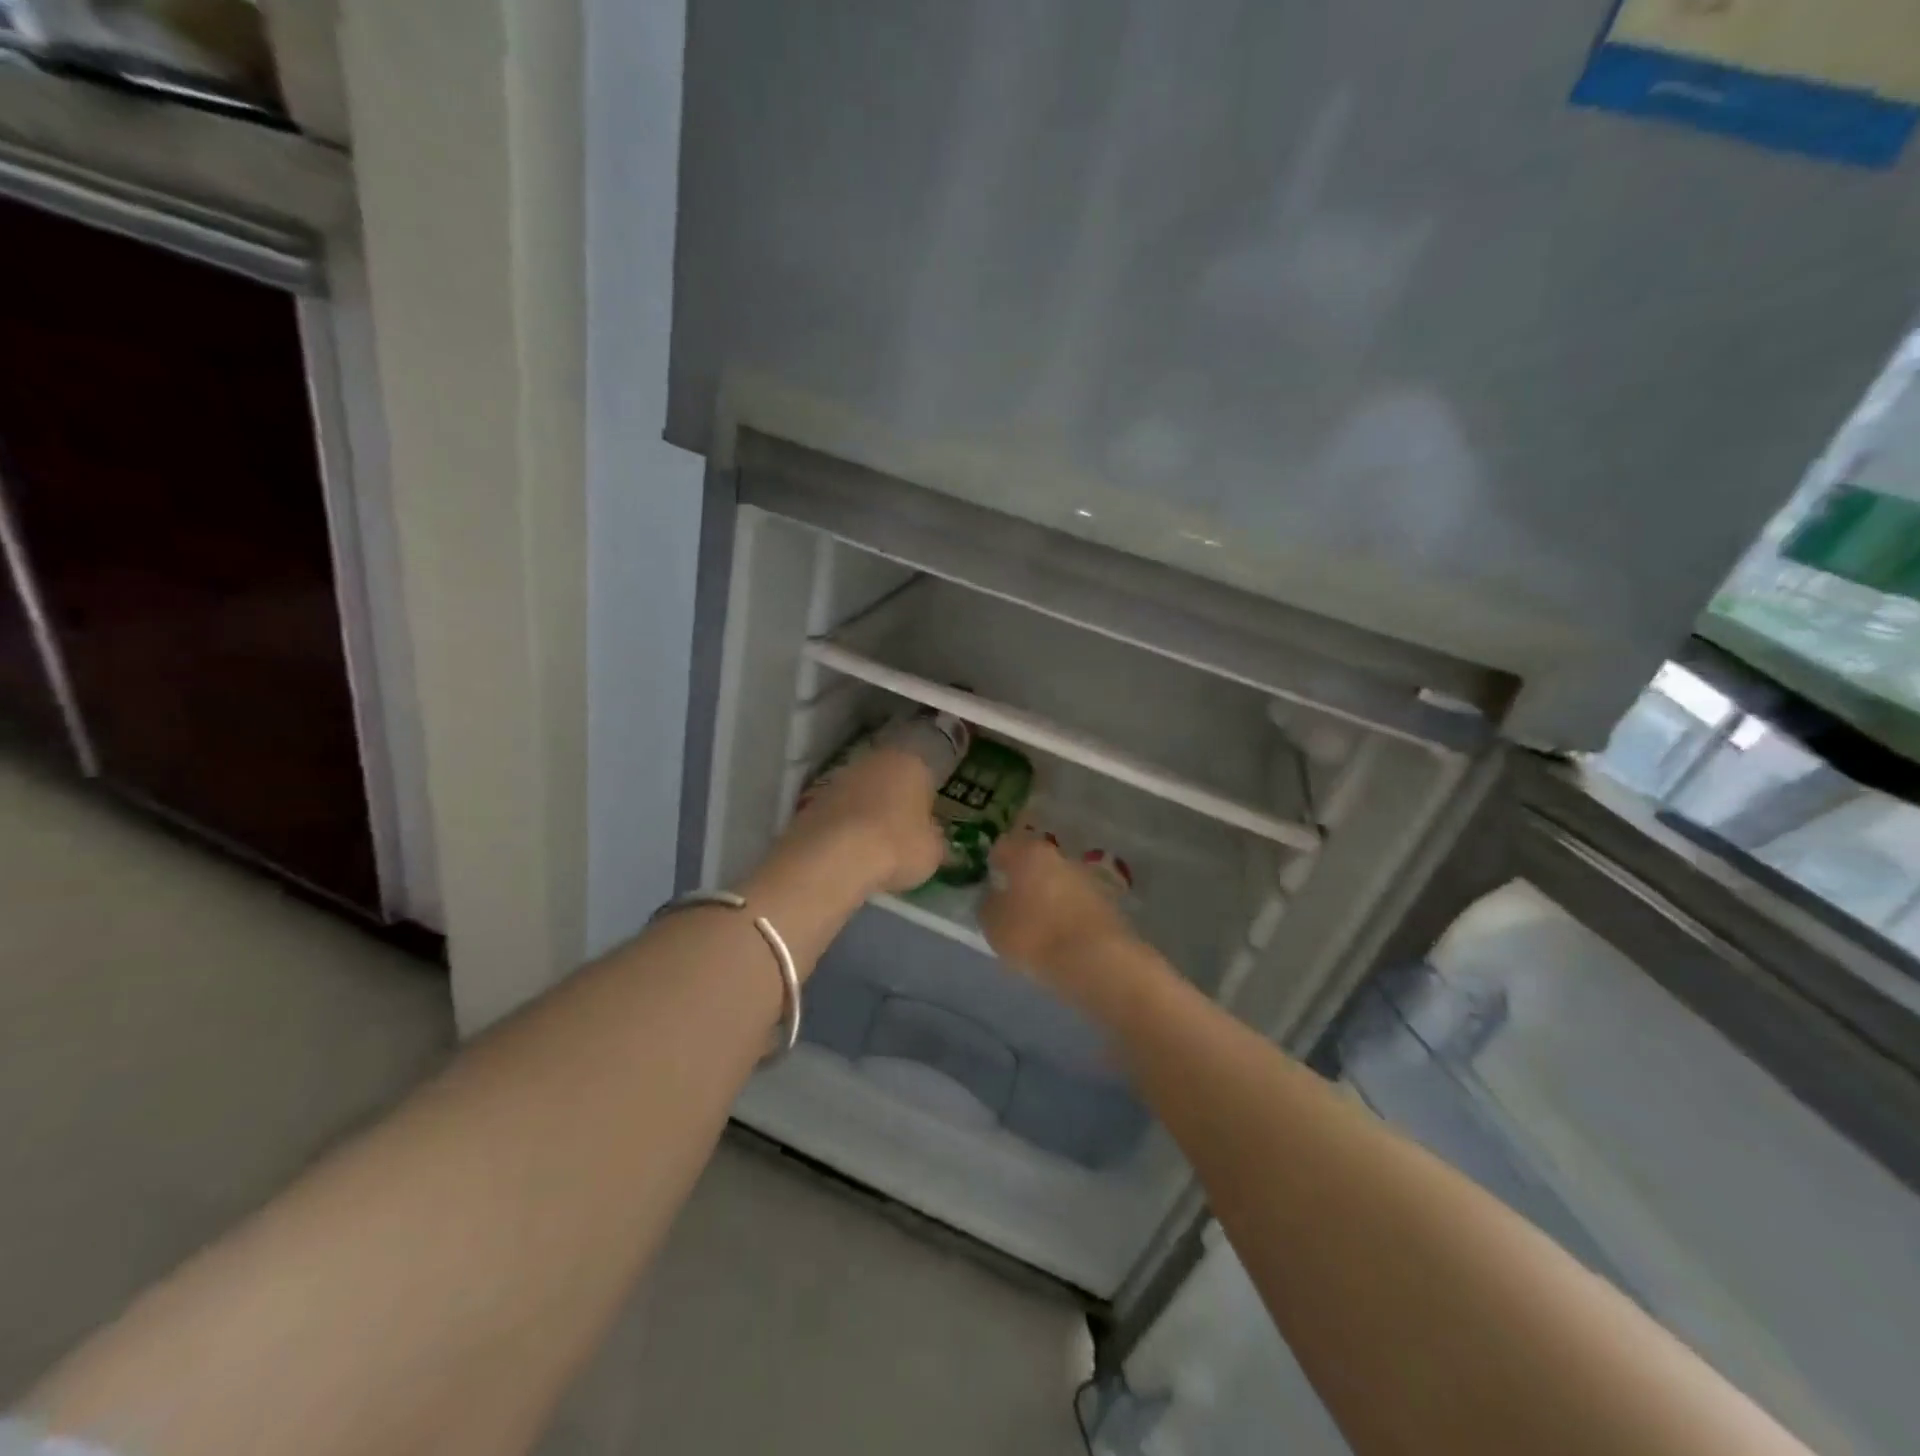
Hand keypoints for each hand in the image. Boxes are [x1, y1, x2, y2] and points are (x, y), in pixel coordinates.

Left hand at [779, 746, 945, 895]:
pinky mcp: (812, 800)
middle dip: (895, 801)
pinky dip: (844, 827)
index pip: (926, 774)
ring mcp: (839, 778)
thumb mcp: (932, 852)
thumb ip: (936, 841)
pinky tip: (848, 851)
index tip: (928, 821)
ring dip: (867, 812)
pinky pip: (839, 812)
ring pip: (862, 793)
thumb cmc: (897, 846)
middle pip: (890, 779)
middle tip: (902, 832)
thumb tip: (935, 839)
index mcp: (910, 763)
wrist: (832, 858)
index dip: (928, 800)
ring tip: (873, 845)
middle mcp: (874, 761)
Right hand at [981, 832, 1135, 987]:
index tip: (989, 882)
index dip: (993, 863)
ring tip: (1036, 924)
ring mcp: (1085, 877)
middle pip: (1034, 862)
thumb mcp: (993, 925)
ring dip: (1046, 895)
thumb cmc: (1033, 934)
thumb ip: (988, 905)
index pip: (1003, 847)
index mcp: (1028, 853)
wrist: (1094, 959)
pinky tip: (1059, 935)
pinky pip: (1075, 902)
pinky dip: (1065, 912)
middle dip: (1023, 878)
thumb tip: (994, 898)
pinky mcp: (1105, 901)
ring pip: (1056, 881)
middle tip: (1011, 903)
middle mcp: (1058, 856)